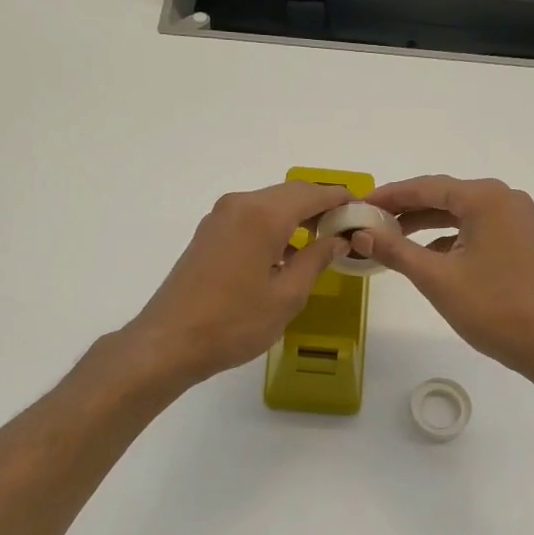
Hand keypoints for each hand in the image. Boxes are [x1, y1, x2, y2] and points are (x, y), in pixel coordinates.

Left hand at [122, 181, 351, 387]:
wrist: (169, 341)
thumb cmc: (234, 322)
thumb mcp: (287, 296)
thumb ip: (316, 260)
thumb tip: (337, 239)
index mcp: (263, 215)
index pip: (312, 194)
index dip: (341, 199)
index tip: (363, 211)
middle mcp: (240, 204)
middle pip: (290, 193)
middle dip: (320, 206)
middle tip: (346, 228)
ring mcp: (220, 217)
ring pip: (269, 204)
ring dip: (297, 217)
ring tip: (322, 242)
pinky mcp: (209, 233)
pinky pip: (251, 217)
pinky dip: (275, 226)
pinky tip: (287, 254)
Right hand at [360, 175, 533, 384]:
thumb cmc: (493, 308)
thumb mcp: (437, 278)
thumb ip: (395, 251)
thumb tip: (360, 234)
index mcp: (485, 198)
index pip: (426, 187)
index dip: (389, 196)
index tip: (357, 206)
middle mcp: (503, 199)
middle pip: (442, 196)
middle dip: (404, 209)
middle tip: (367, 222)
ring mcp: (515, 220)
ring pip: (458, 214)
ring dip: (424, 224)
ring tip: (388, 238)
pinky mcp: (518, 240)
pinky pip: (473, 229)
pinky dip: (446, 238)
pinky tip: (424, 255)